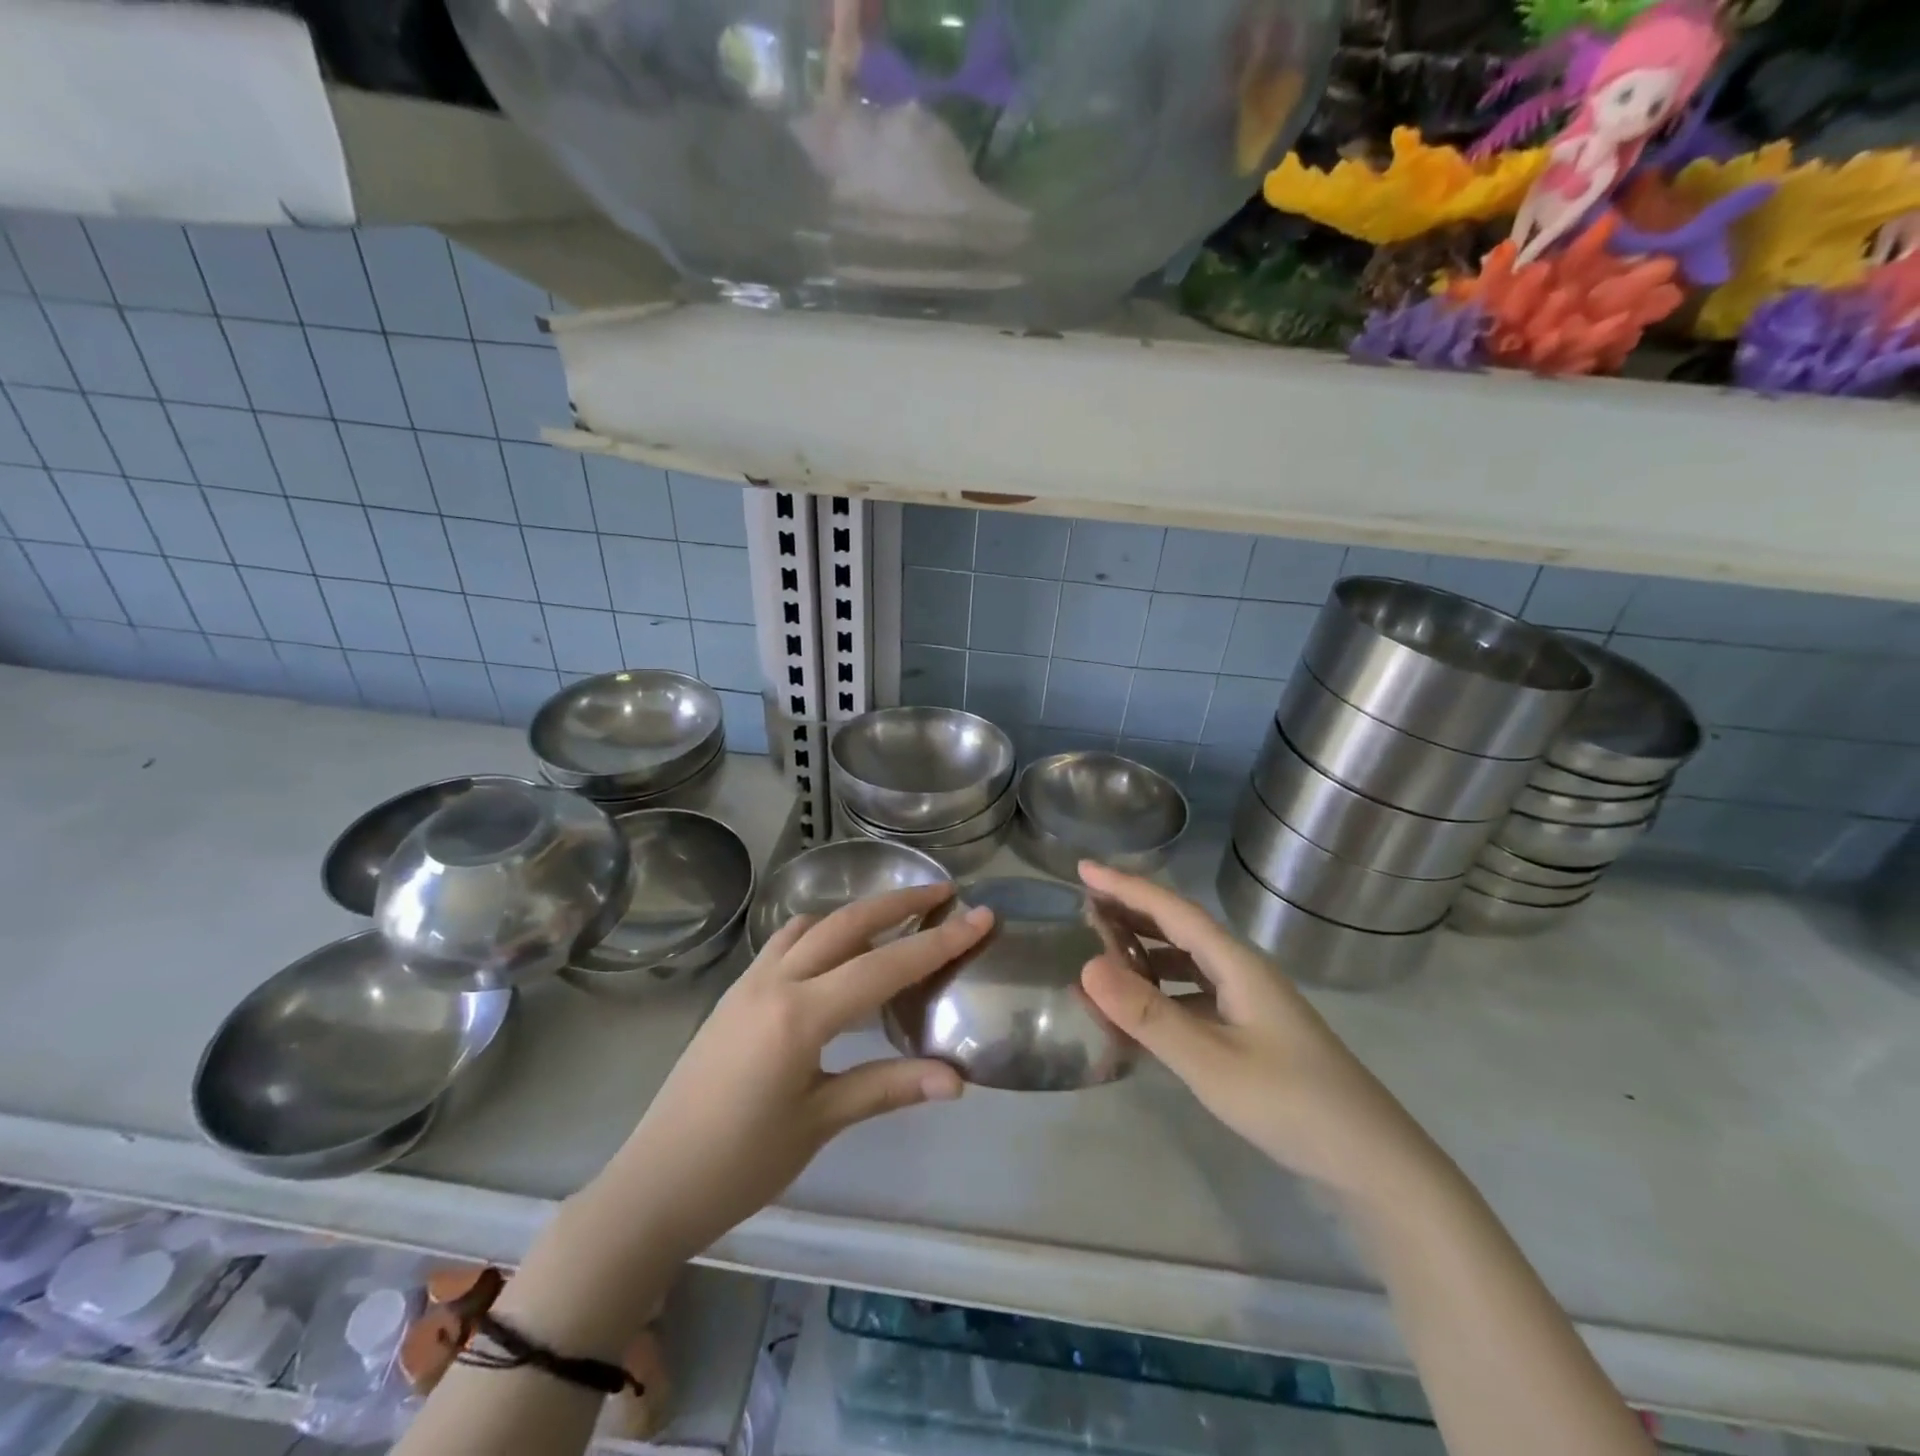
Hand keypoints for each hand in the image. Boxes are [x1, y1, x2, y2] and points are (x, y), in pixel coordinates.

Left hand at [599, 884, 993, 1261]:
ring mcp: (749, 982)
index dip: (939, 941)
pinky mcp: (734, 993)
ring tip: (896, 919)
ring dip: (857, 913)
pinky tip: (837, 954)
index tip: (981, 916)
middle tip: (944, 891)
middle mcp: (774, 981)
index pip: (885, 966)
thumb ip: (888, 1087)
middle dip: (899, 902)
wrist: (653, 1186)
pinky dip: (821, 932)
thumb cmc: (739, 1164)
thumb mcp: (820, 1123)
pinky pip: (785, 942)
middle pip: (848, 923)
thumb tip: (957, 1079)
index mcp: (800, 1015)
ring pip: (813, 925)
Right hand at [1077, 862, 1433, 1201]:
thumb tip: (1086, 966)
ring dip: (1144, 950)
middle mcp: (1242, 972)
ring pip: (1186, 961)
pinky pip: (1194, 994)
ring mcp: (1250, 1002)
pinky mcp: (1251, 1031)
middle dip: (1131, 911)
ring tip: (1101, 951)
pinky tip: (1140, 1009)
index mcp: (1237, 964)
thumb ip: (1148, 1015)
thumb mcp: (1211, 1062)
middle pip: (1179, 927)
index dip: (1125, 886)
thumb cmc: (1292, 1105)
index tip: (1081, 869)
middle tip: (1083, 905)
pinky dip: (1161, 991)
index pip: (1172, 909)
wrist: (1374, 1164)